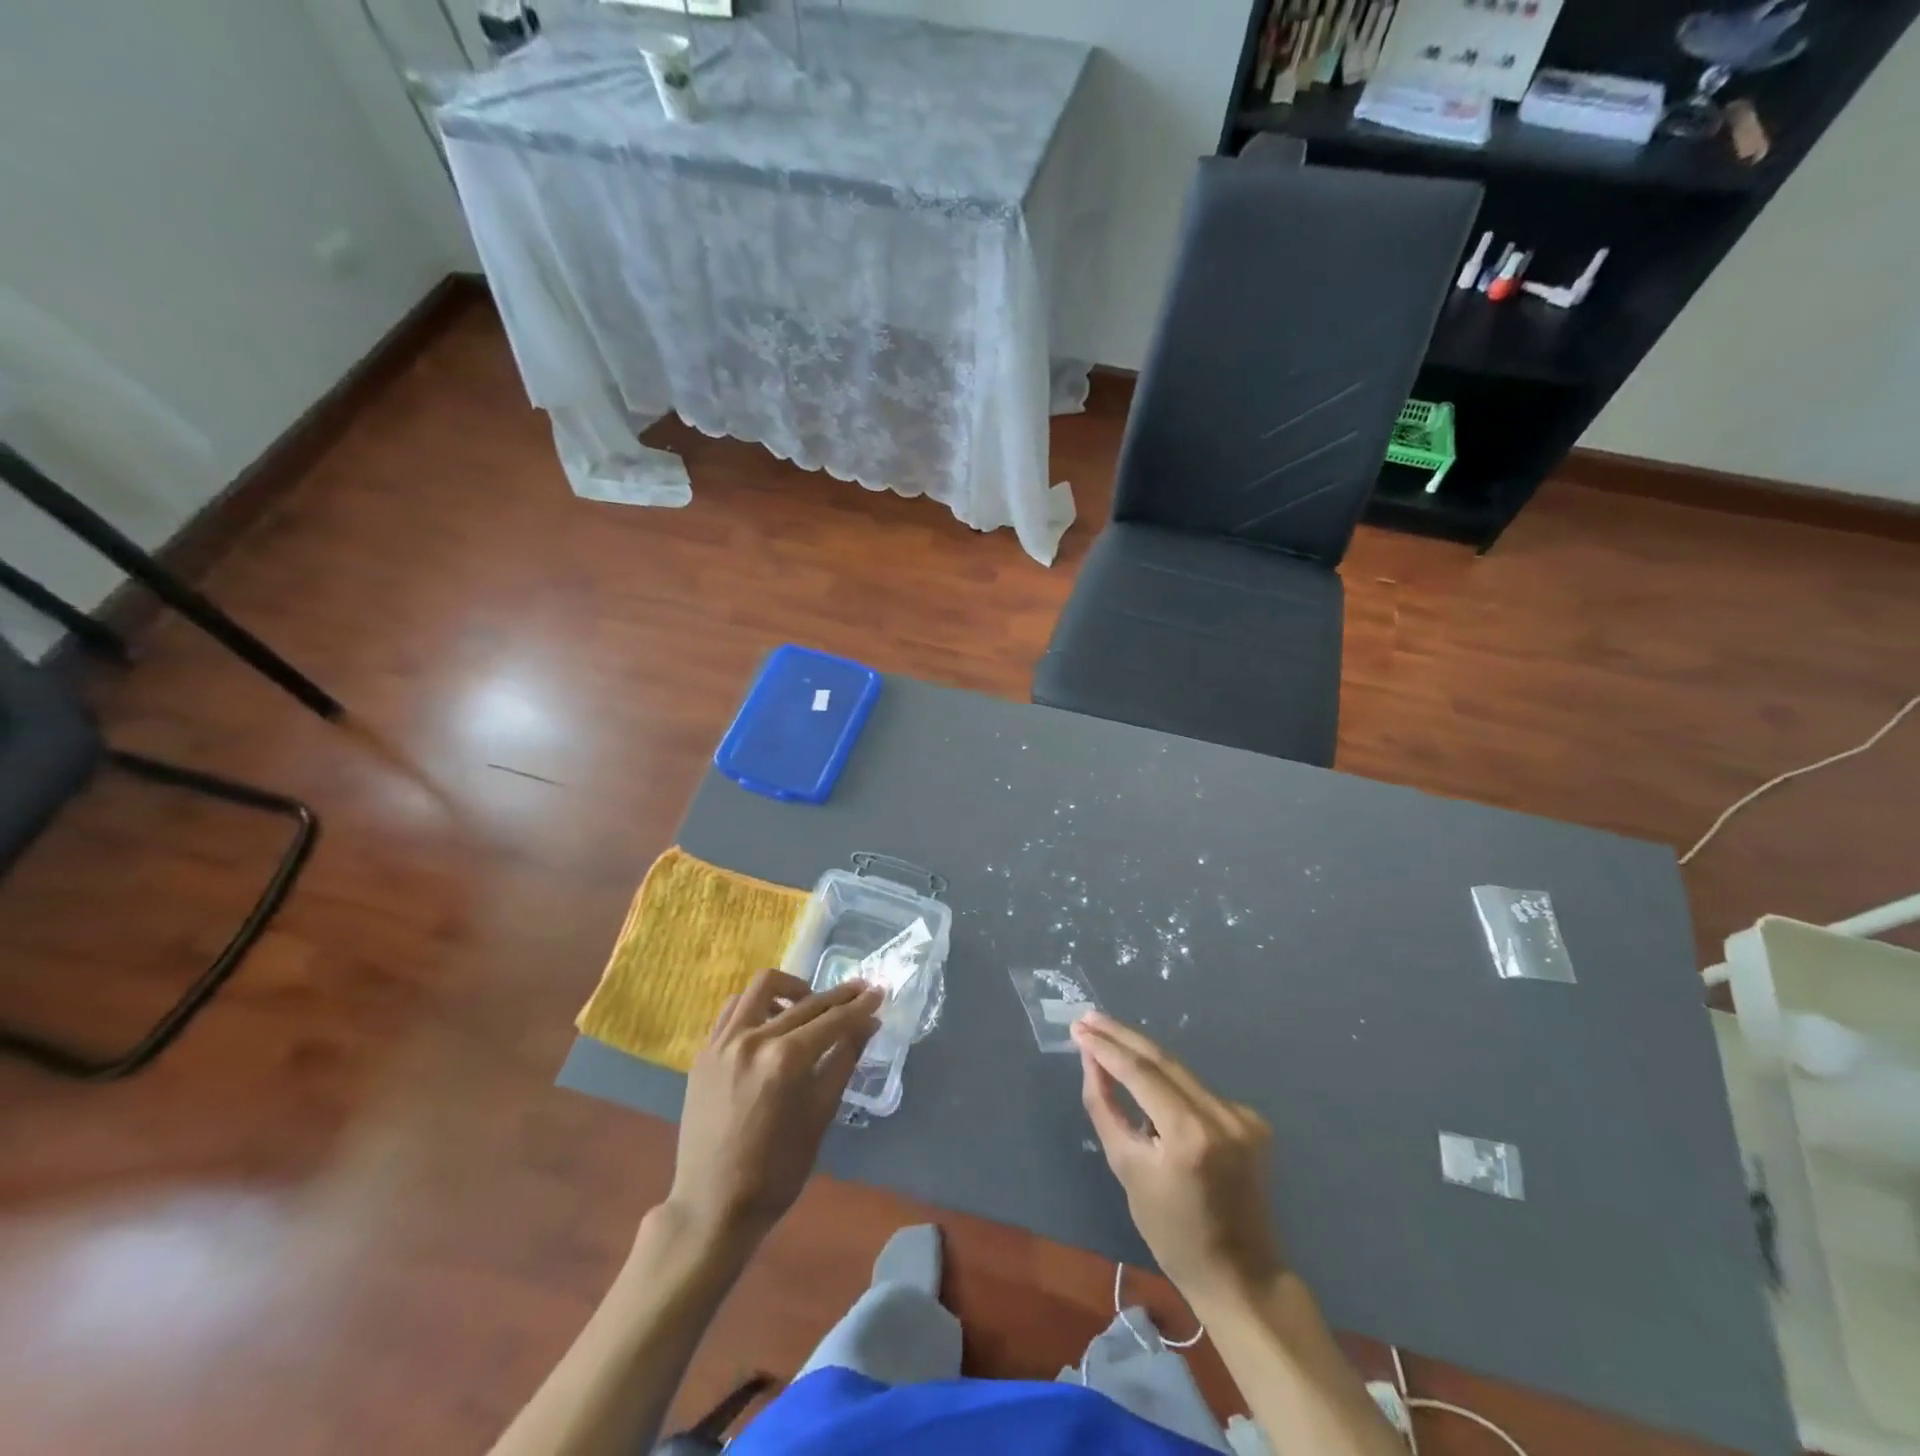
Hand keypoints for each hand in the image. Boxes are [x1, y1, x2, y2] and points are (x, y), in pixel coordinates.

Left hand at [667, 971, 881, 1247]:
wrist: (713, 1205)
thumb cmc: (777, 1170)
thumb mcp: (821, 1115)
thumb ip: (844, 1061)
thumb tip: (868, 1024)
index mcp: (786, 1060)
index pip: (833, 1020)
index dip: (860, 1006)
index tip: (879, 992)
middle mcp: (754, 1039)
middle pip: (805, 1003)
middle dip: (838, 996)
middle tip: (860, 991)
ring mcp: (724, 1042)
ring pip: (763, 987)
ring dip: (793, 989)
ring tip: (809, 1005)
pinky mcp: (705, 1051)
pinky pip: (735, 1008)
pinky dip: (758, 1004)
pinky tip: (772, 1021)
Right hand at [1073, 1010, 1283, 1309]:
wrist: (1240, 1275)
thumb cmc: (1172, 1232)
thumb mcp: (1127, 1168)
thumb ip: (1105, 1107)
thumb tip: (1091, 1060)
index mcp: (1190, 1134)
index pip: (1140, 1072)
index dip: (1106, 1048)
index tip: (1079, 1029)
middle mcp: (1221, 1115)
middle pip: (1163, 1060)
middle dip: (1122, 1036)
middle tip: (1088, 1018)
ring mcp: (1242, 1115)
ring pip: (1180, 1072)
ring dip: (1143, 1055)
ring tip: (1107, 1035)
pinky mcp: (1252, 1120)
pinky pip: (1198, 1091)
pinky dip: (1170, 1083)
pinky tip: (1147, 1081)